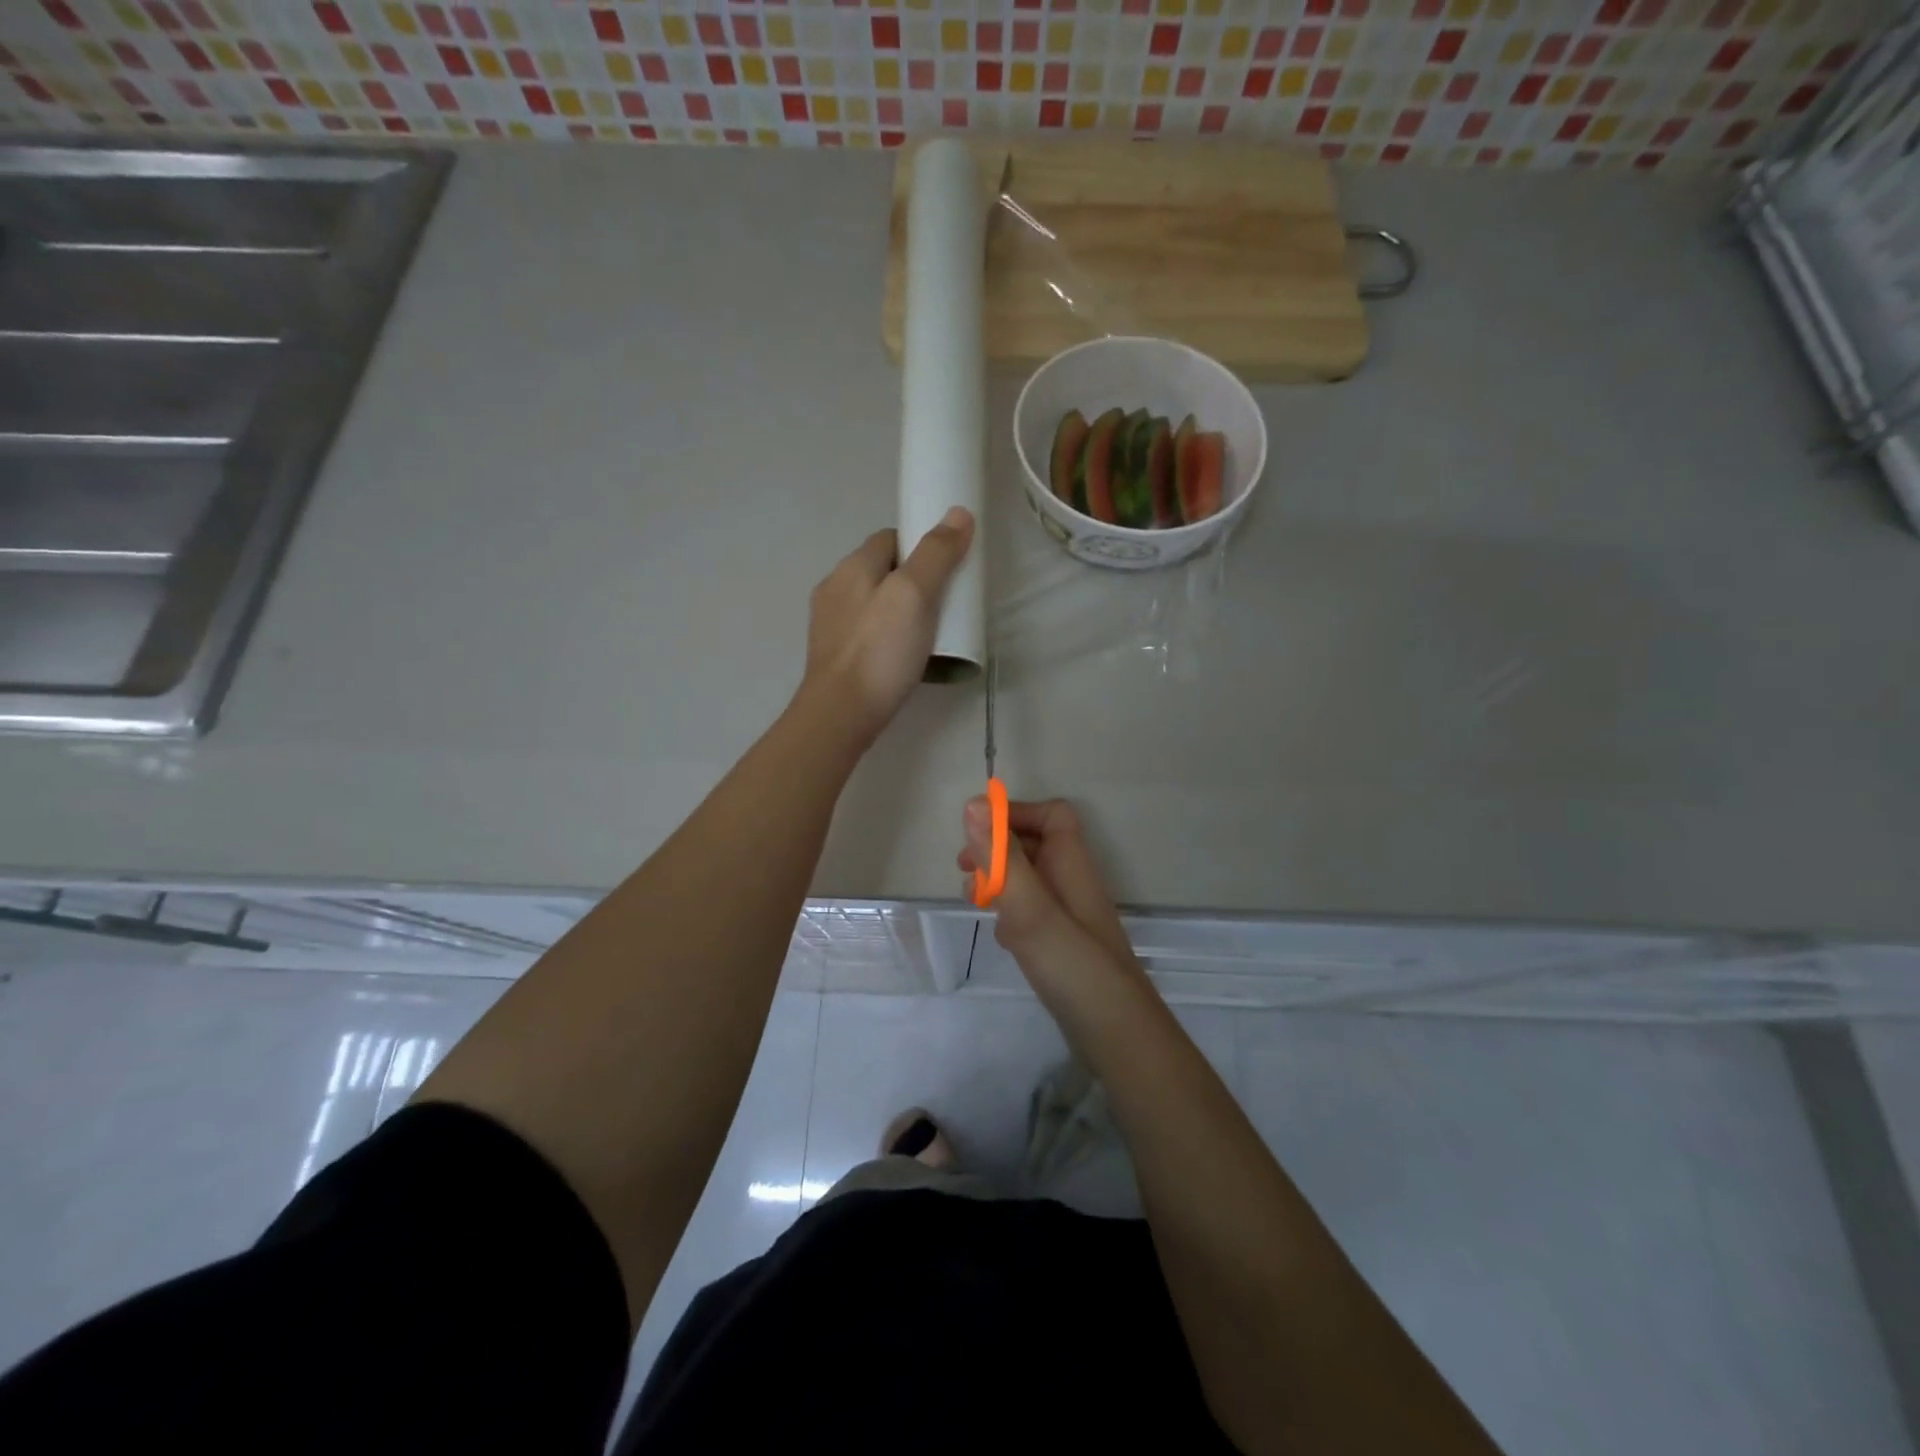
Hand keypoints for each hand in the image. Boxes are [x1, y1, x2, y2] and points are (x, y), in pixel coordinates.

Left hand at [802, 508, 974, 743]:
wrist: (841, 714)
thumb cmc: (880, 651)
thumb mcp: (914, 595)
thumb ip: (936, 554)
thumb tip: (959, 513)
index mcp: (852, 567)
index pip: (890, 537)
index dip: (921, 545)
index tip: (948, 567)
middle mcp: (834, 588)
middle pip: (881, 570)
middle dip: (912, 579)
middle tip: (945, 602)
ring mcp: (830, 624)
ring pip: (873, 602)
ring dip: (899, 609)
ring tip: (929, 631)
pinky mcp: (834, 655)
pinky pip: (867, 632)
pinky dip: (886, 635)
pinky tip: (903, 656)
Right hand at [958, 797, 1136, 971]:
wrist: (1116, 1035)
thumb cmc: (1073, 964)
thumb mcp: (1030, 907)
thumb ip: (1002, 858)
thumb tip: (974, 803)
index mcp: (1072, 864)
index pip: (1051, 815)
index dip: (1015, 815)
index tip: (978, 834)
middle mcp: (1073, 883)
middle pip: (1037, 845)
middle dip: (998, 849)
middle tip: (963, 868)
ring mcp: (1070, 916)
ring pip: (1031, 880)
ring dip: (1000, 881)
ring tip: (974, 900)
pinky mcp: (1063, 945)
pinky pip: (1033, 914)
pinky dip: (1010, 914)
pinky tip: (998, 937)